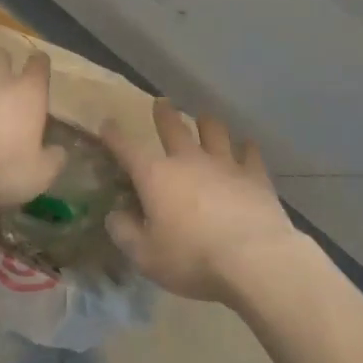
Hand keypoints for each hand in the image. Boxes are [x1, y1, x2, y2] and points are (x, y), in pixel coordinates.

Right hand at [102, 101, 304, 304]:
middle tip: (161, 102)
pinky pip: (250, 153)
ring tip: (205, 120)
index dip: (115, 136)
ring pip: (214, 132)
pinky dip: (246, 148)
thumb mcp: (146, 256)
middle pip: (174, 128)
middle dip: (164, 114)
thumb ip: (125, 233)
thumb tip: (115, 215)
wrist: (253, 259)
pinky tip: (247, 146)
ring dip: (207, 124)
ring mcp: (225, 164)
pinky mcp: (255, 176)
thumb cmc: (192, 258)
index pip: (128, 149)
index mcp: (156, 176)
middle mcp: (189, 160)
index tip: (107, 124)